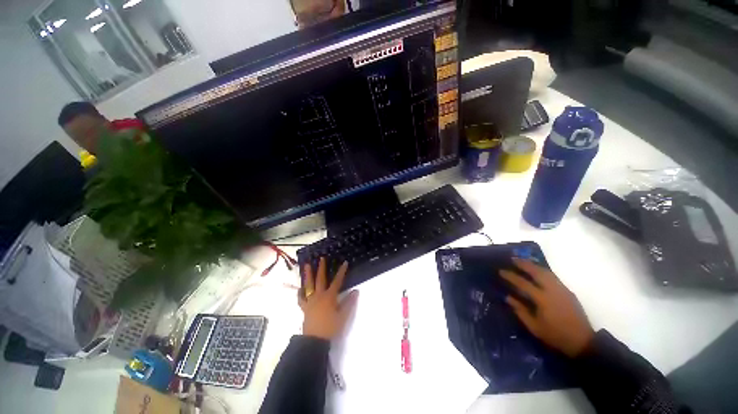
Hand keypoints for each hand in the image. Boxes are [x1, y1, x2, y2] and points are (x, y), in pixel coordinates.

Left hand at [299, 257, 358, 339]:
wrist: (315, 340)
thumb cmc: (330, 327)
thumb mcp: (343, 316)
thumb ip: (349, 303)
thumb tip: (356, 291)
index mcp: (329, 296)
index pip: (337, 281)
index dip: (341, 271)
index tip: (344, 262)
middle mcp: (319, 296)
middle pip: (320, 279)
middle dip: (321, 268)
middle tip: (321, 258)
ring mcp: (310, 301)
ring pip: (308, 285)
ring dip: (308, 275)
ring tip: (306, 265)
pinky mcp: (305, 308)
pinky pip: (301, 298)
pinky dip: (300, 292)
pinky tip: (300, 288)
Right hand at [500, 258, 594, 357]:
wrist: (582, 341)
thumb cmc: (555, 335)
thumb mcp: (534, 327)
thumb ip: (520, 311)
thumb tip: (508, 297)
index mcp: (542, 299)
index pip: (523, 283)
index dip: (511, 276)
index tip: (501, 271)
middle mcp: (552, 290)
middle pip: (536, 272)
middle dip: (524, 264)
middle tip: (513, 259)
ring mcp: (562, 289)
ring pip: (546, 272)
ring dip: (534, 265)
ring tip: (524, 261)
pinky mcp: (568, 291)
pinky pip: (553, 276)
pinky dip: (543, 270)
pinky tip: (538, 271)